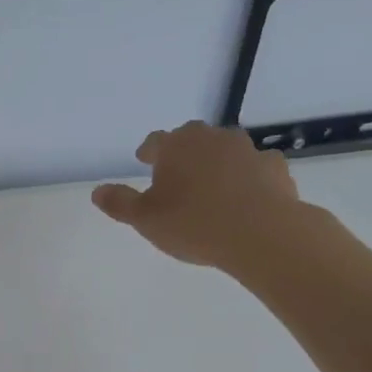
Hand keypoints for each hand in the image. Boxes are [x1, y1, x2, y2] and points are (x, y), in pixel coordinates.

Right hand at [92, 121, 311, 270]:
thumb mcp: (145, 219)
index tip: (144, 160)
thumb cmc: (193, 224)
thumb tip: (97, 191)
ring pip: (226, 150)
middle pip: (192, 138)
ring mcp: (246, 150)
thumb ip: (120, 203)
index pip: (155, 141)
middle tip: (177, 172)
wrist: (260, 233)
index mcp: (175, 146)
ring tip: (212, 185)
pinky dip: (249, 176)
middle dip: (183, 152)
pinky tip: (247, 195)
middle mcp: (211, 139)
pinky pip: (256, 167)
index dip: (148, 151)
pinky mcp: (274, 167)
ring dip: (217, 162)